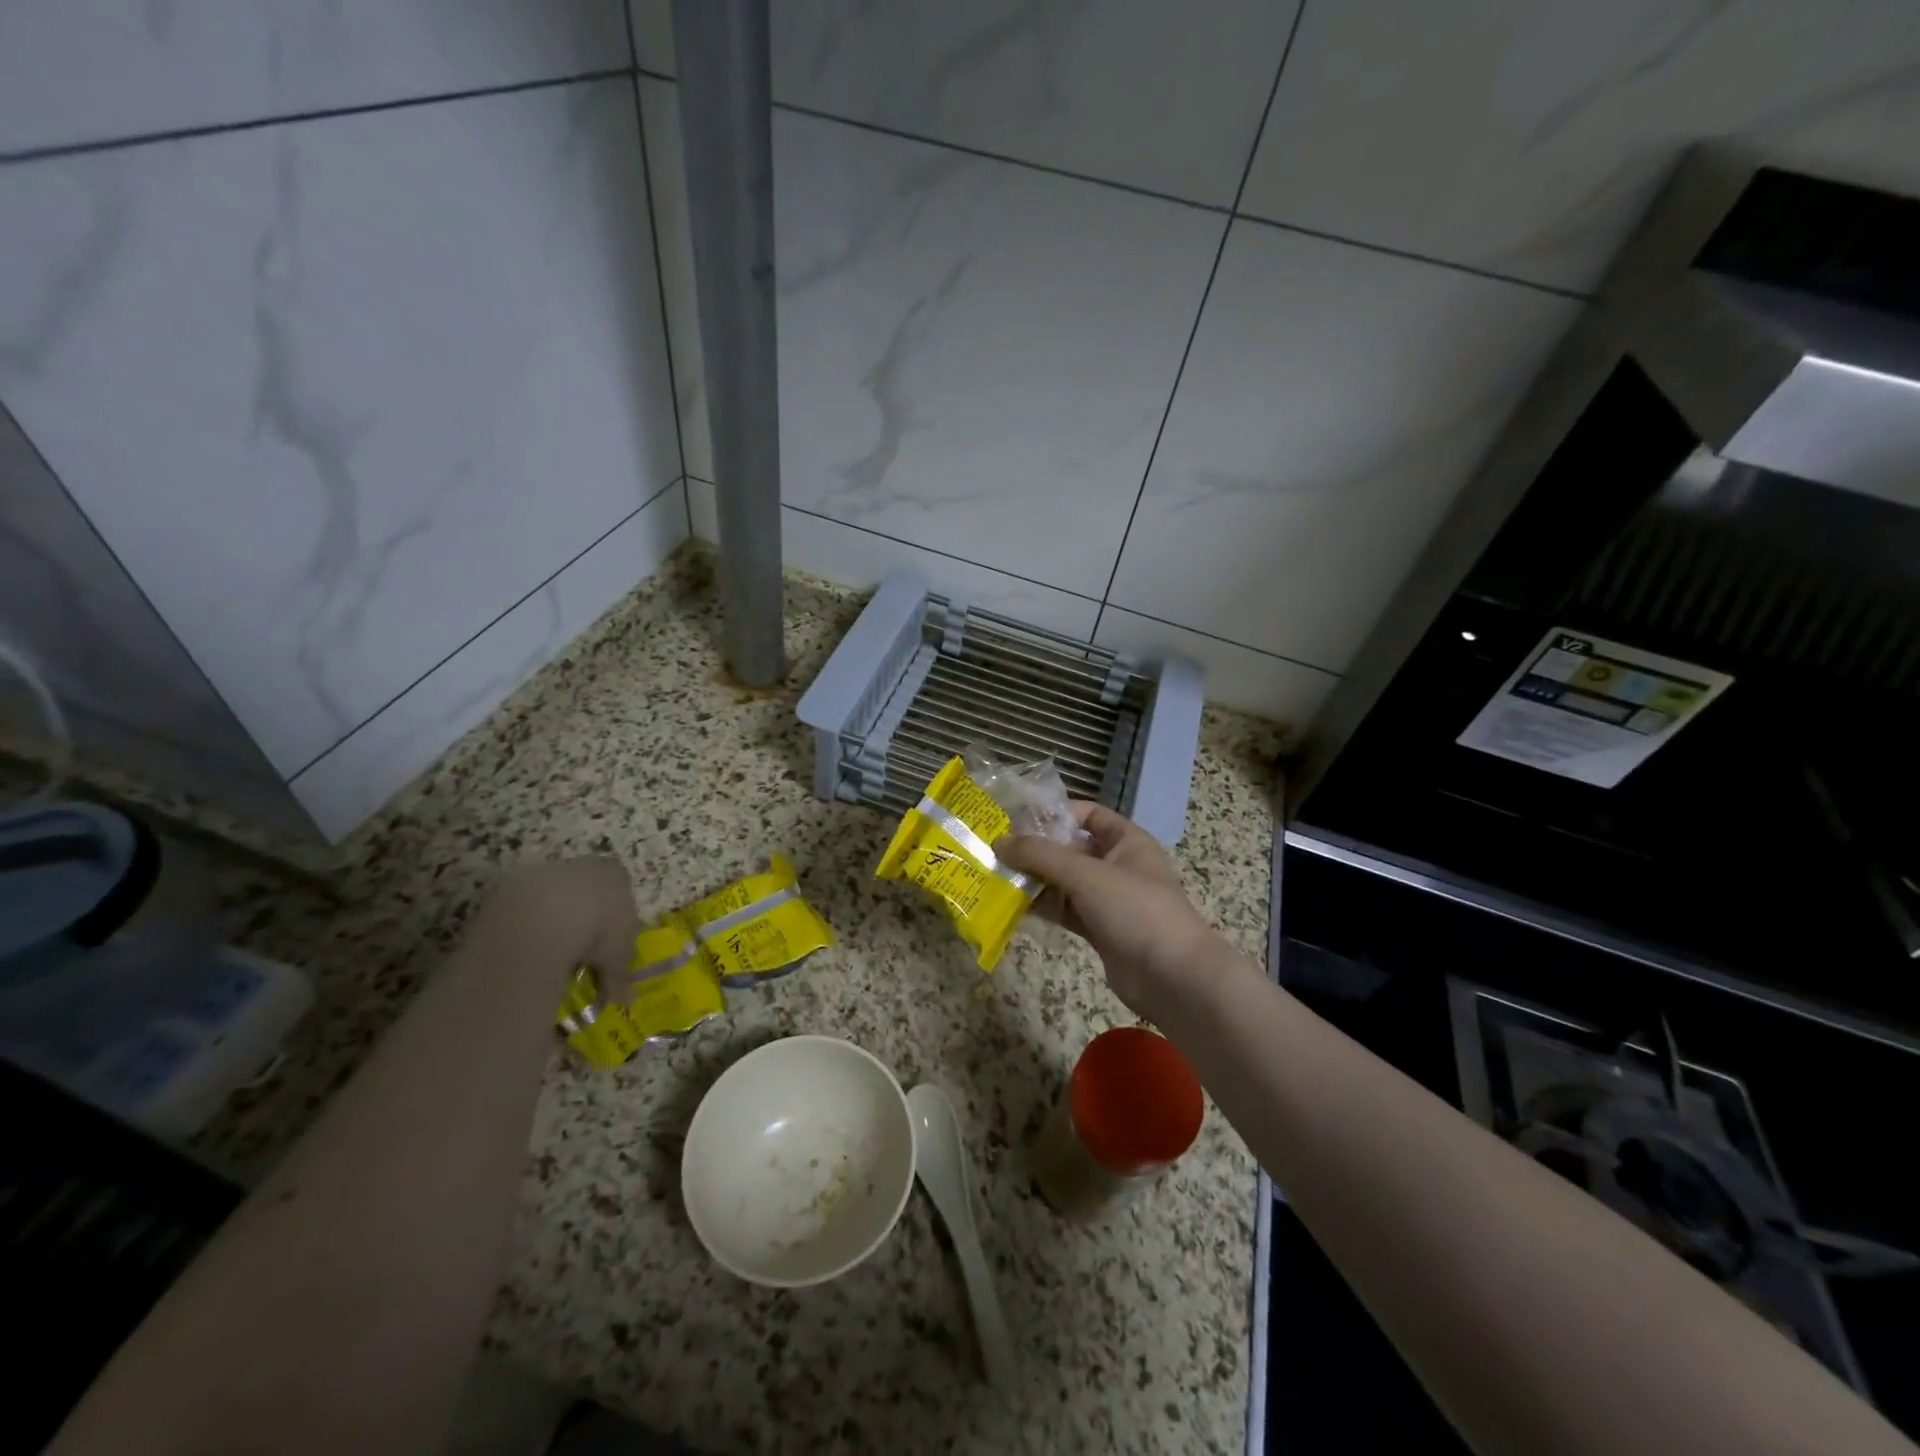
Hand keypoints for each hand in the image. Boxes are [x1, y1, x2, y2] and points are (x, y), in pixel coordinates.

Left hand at [472, 857, 640, 987]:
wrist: (543, 918)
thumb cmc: (597, 929)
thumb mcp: (618, 955)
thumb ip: (622, 974)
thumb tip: (627, 1000)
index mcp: (616, 875)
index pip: (622, 891)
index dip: (618, 918)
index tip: (610, 944)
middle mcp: (583, 866)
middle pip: (587, 891)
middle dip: (584, 917)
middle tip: (580, 951)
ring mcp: (546, 871)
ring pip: (554, 897)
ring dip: (553, 921)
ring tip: (550, 954)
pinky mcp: (512, 884)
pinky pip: (525, 907)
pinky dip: (526, 926)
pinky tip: (525, 948)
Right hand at [997, 803, 1222, 1018]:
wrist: (1172, 977)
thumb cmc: (1135, 910)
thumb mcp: (1086, 874)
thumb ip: (1041, 856)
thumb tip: (999, 842)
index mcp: (1127, 841)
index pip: (1087, 814)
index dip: (1055, 813)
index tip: (1016, 818)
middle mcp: (1118, 865)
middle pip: (1071, 848)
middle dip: (1036, 849)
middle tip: (995, 849)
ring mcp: (1109, 899)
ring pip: (1065, 881)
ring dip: (1035, 879)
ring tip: (996, 875)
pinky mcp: (1100, 929)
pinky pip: (1066, 910)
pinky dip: (1043, 906)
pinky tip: (1012, 905)